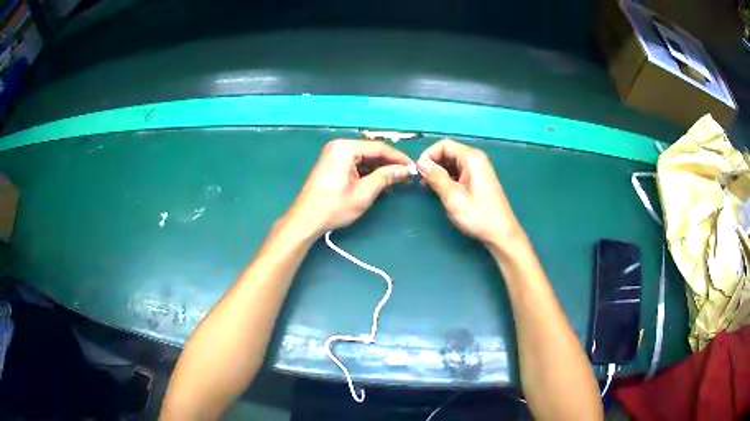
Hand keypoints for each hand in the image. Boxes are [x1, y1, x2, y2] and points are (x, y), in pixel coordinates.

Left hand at [286, 139, 413, 236]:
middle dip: (389, 163)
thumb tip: (405, 169)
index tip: (413, 167)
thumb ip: (385, 177)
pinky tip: (380, 182)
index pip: (379, 148)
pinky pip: (355, 164)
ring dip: (380, 169)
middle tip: (407, 175)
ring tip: (397, 180)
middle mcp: (339, 146)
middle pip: (371, 152)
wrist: (306, 220)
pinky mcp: (332, 165)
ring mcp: (334, 155)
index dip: (398, 158)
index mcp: (345, 148)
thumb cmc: (334, 206)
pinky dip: (368, 172)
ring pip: (364, 158)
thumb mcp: (364, 192)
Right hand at [417, 139, 524, 248]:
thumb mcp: (453, 197)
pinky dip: (447, 178)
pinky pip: (458, 172)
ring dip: (438, 172)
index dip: (428, 155)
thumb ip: (436, 177)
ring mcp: (478, 169)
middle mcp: (476, 159)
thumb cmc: (478, 215)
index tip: (418, 172)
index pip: (443, 145)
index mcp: (472, 158)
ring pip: (452, 163)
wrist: (501, 234)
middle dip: (433, 164)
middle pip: (448, 152)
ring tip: (429, 188)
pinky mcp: (478, 180)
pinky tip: (441, 190)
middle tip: (422, 182)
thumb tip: (420, 163)